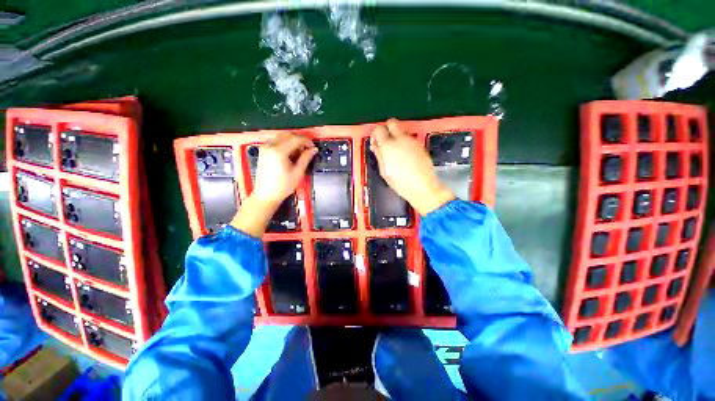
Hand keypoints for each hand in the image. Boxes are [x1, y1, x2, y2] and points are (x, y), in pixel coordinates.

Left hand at [252, 132, 316, 204]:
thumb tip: (313, 149)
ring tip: (300, 152)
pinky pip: (276, 141)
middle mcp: (270, 146)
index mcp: (279, 151)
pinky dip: (285, 143)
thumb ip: (306, 158)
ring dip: (293, 141)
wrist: (266, 194)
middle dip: (300, 140)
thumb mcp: (298, 172)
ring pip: (282, 136)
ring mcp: (265, 148)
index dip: (307, 141)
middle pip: (288, 135)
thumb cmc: (282, 186)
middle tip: (308, 149)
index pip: (296, 139)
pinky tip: (290, 153)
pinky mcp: (263, 151)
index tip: (313, 146)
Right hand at [370, 119, 454, 214]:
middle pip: (391, 122)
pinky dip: (404, 143)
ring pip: (401, 131)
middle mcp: (401, 139)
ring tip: (396, 154)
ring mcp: (412, 141)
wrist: (423, 187)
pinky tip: (406, 157)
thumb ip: (379, 156)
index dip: (375, 135)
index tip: (376, 145)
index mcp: (388, 145)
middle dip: (386, 129)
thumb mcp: (384, 171)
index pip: (379, 129)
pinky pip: (409, 139)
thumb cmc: (400, 182)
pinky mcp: (420, 145)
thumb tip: (376, 146)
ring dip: (396, 138)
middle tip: (385, 143)